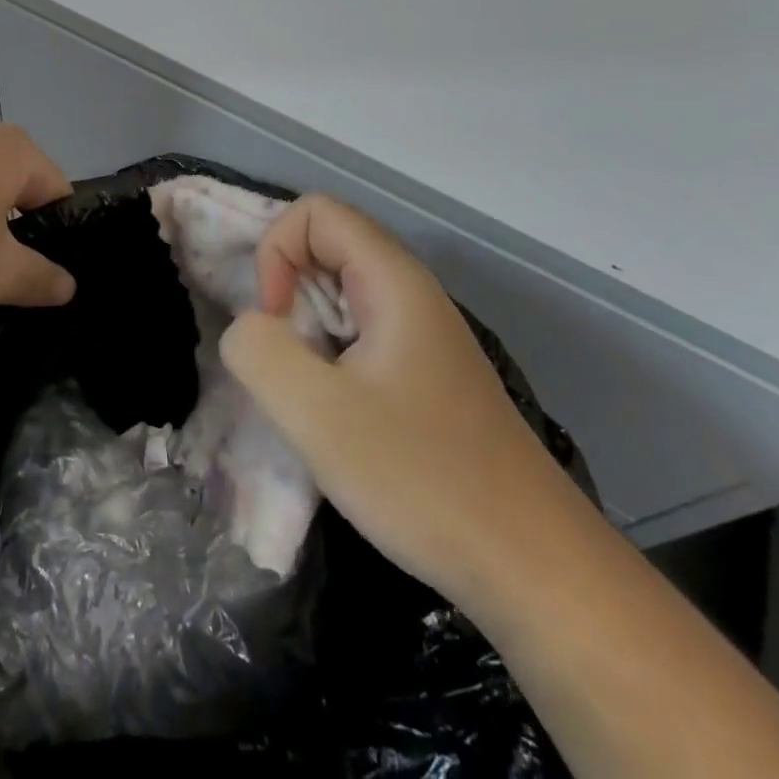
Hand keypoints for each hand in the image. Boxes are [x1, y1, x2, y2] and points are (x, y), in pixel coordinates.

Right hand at [219, 194, 573, 600]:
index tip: (276, 322)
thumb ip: (260, 352)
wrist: (532, 566)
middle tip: (288, 366)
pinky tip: (338, 420)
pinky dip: (329, 360)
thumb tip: (246, 329)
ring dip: (305, 332)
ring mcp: (420, 334)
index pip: (316, 212)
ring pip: (339, 296)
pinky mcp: (423, 373)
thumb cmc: (423, 478)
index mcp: (393, 280)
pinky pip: (358, 335)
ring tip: (310, 397)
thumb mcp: (319, 415)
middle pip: (327, 248)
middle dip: (286, 294)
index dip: (277, 251)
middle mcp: (410, 292)